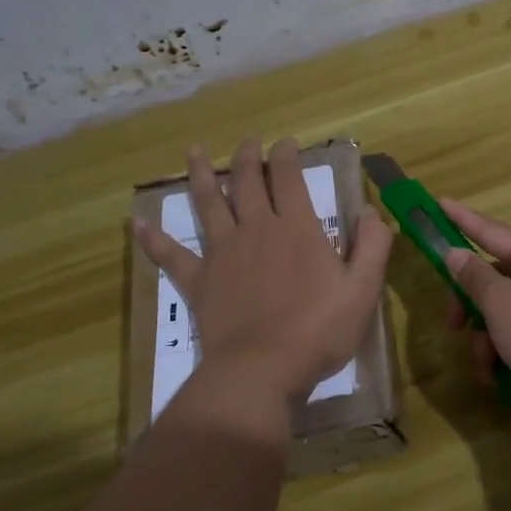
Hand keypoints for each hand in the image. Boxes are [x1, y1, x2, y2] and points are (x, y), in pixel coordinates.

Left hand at [135, 137, 393, 408]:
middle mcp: (256, 229)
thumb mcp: (362, 290)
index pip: (289, 178)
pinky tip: (137, 223)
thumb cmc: (318, 331)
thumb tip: (372, 212)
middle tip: (249, 141)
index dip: (287, 155)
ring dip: (201, 175)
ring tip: (194, 151)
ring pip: (208, 204)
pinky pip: (171, 255)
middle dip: (249, 156)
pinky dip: (154, 238)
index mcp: (296, 228)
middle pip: (247, 182)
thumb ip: (372, 246)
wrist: (262, 370)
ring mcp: (222, 253)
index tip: (287, 142)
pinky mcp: (198, 280)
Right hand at [438, 198, 510, 443]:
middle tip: (451, 323)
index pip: (493, 231)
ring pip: (505, 312)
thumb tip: (457, 254)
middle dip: (470, 302)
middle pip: (497, 278)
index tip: (440, 203)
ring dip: (486, 337)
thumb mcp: (500, 301)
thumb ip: (473, 276)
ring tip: (483, 364)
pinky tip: (496, 376)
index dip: (463, 220)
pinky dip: (504, 353)